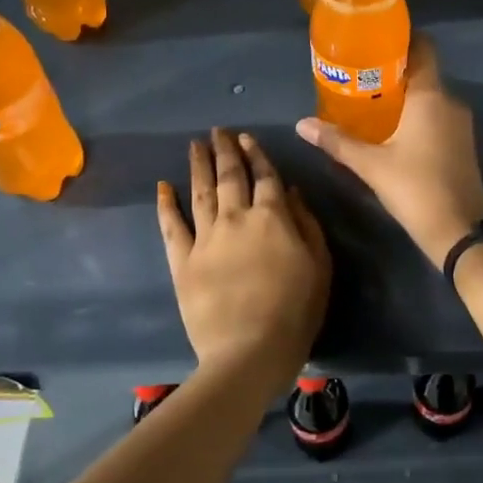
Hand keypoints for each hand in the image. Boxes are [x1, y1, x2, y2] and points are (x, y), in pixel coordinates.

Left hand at [157, 128, 330, 379]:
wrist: (249, 350)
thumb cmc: (295, 311)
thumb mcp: (319, 266)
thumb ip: (306, 224)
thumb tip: (290, 191)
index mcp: (272, 217)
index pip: (264, 177)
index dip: (256, 155)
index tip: (246, 138)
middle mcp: (236, 218)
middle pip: (229, 177)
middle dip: (224, 151)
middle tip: (217, 131)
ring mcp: (205, 238)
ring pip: (200, 192)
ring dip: (197, 166)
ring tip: (195, 145)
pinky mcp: (182, 261)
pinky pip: (171, 226)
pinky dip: (166, 204)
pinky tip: (163, 186)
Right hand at [295, 35, 482, 267]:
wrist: (459, 231)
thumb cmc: (414, 188)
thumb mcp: (370, 165)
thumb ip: (337, 141)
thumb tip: (302, 124)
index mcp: (431, 96)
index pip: (423, 47)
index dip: (401, 38)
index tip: (373, 40)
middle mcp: (451, 102)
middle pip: (423, 72)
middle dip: (393, 70)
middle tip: (359, 74)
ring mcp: (461, 124)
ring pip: (431, 97)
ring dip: (404, 95)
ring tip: (370, 100)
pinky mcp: (463, 144)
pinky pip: (438, 116)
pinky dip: (417, 115)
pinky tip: (393, 130)